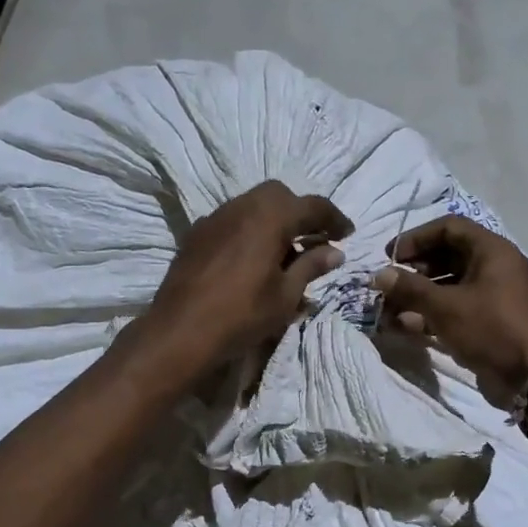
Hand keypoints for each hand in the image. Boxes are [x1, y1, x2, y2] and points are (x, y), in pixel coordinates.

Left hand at [143, 181, 351, 379]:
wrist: (180, 331)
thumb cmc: (242, 315)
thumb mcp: (286, 295)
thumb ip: (311, 266)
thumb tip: (335, 251)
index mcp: (270, 216)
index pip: (313, 205)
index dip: (334, 218)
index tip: (347, 235)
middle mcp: (241, 206)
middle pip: (279, 195)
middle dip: (301, 212)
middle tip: (314, 239)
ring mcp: (215, 218)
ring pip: (252, 204)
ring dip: (274, 220)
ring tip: (285, 251)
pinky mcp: (196, 234)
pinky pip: (232, 220)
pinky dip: (250, 229)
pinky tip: (252, 258)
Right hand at [370, 216, 527, 402]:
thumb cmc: (490, 330)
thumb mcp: (445, 307)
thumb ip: (410, 288)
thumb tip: (380, 276)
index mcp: (493, 251)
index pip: (449, 228)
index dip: (417, 238)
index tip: (391, 256)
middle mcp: (496, 268)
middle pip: (448, 256)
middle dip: (415, 270)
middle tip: (391, 284)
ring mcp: (495, 296)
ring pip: (450, 286)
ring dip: (419, 295)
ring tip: (391, 309)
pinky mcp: (490, 322)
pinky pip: (457, 308)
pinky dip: (432, 314)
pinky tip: (406, 326)